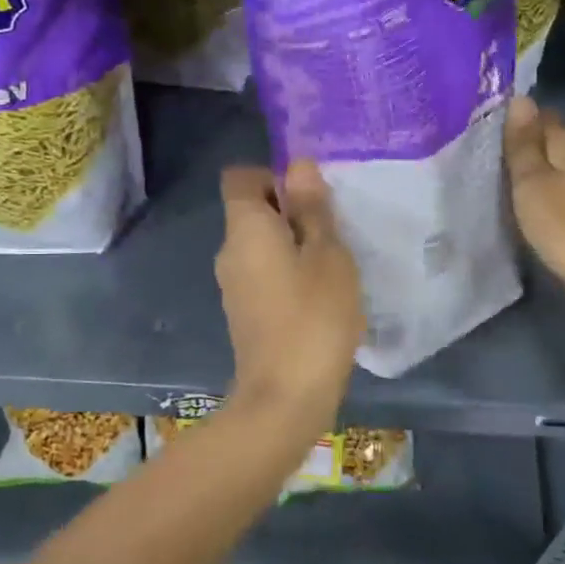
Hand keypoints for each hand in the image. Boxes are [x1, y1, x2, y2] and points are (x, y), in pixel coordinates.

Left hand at [216, 161, 364, 418]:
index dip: (274, 176)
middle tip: (335, 231)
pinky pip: (264, 275)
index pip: (241, 177)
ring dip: (294, 245)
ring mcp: (233, 286)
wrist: (286, 397)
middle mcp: (229, 251)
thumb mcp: (327, 254)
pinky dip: (288, 274)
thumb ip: (312, 209)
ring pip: (261, 246)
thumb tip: (298, 166)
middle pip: (252, 211)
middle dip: (292, 212)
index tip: (311, 198)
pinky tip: (321, 297)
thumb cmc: (314, 316)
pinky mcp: (245, 313)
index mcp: (245, 227)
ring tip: (334, 265)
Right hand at [504, 95, 564, 295]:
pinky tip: (542, 208)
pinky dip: (557, 192)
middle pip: (554, 140)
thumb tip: (520, 98)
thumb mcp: (531, 183)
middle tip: (497, 167)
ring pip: (564, 166)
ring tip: (515, 188)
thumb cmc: (564, 224)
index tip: (491, 142)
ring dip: (543, 173)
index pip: (541, 115)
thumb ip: (523, 142)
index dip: (516, 124)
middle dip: (529, 149)